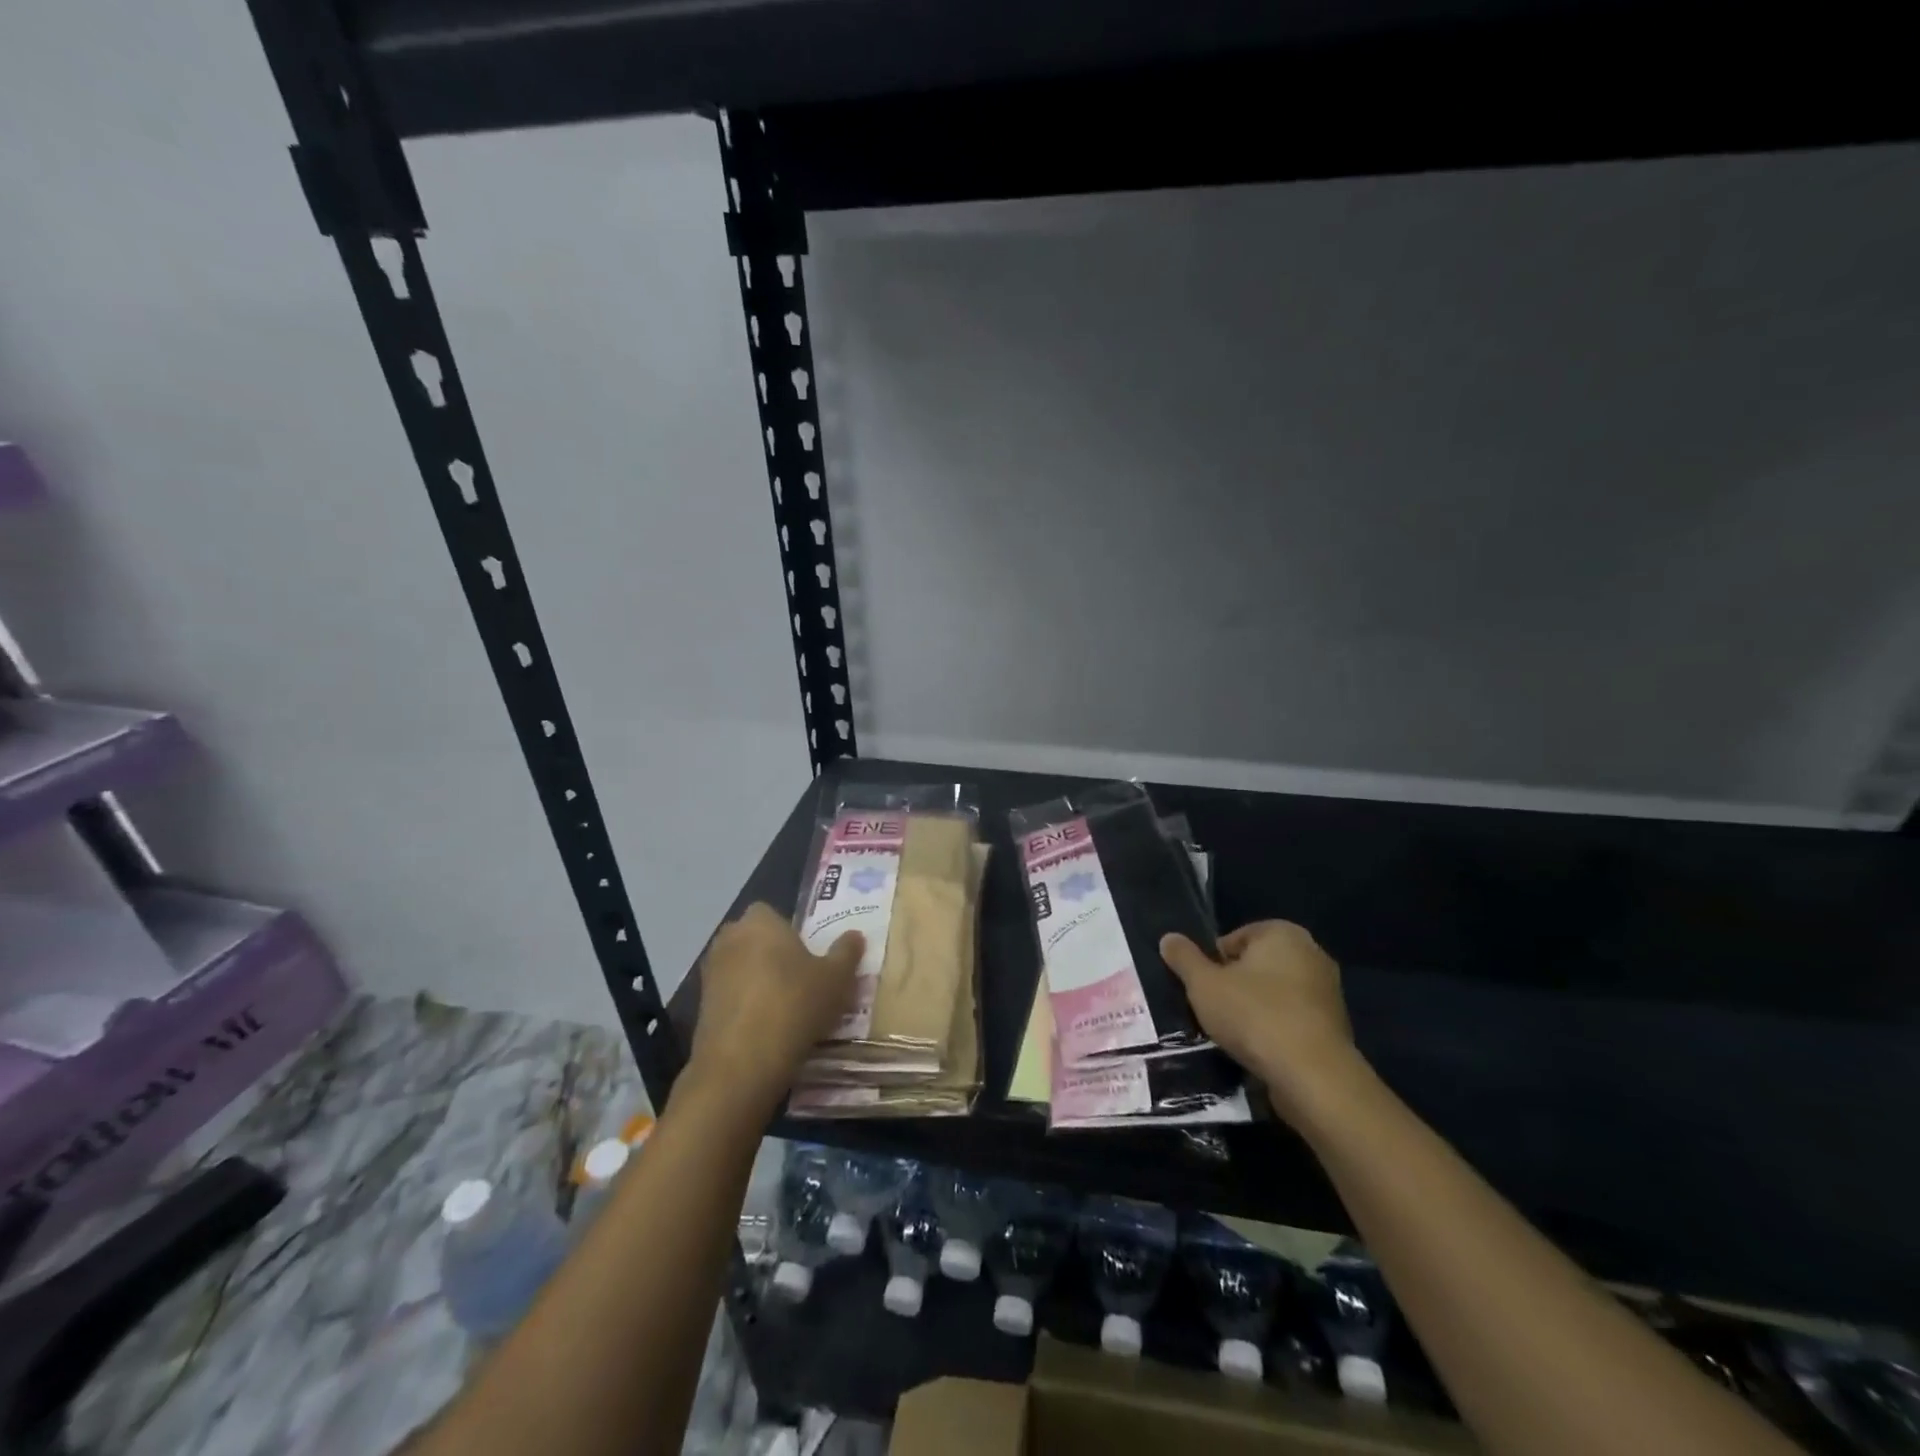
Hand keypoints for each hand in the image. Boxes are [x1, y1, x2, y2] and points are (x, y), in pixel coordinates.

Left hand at [685, 903, 861, 1115]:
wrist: (741, 1063)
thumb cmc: (794, 1005)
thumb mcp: (836, 979)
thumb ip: (846, 953)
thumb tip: (855, 935)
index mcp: (760, 922)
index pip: (771, 912)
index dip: (788, 930)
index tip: (806, 953)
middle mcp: (730, 939)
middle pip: (753, 939)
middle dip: (770, 953)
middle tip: (799, 978)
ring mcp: (710, 973)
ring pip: (739, 967)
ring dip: (756, 980)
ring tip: (784, 1007)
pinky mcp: (700, 1007)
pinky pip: (729, 996)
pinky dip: (744, 1006)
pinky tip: (765, 1028)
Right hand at [1160, 920, 1367, 1126]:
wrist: (1313, 1076)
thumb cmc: (1254, 1015)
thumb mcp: (1204, 984)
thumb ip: (1184, 958)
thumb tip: (1168, 938)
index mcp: (1283, 933)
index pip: (1234, 939)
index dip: (1213, 963)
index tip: (1204, 989)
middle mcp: (1312, 953)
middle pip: (1256, 965)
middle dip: (1234, 985)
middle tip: (1214, 1010)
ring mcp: (1328, 991)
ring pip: (1274, 994)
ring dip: (1254, 1010)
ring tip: (1233, 1034)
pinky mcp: (1335, 1027)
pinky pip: (1292, 1019)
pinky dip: (1275, 1030)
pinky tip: (1259, 1050)